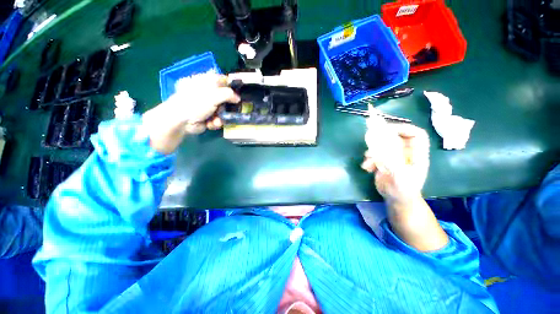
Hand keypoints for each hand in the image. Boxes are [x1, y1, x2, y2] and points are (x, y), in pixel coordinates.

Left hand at [142, 73, 239, 153]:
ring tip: (217, 120)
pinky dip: (216, 122)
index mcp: (207, 82)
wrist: (180, 120)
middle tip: (230, 110)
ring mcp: (208, 106)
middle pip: (226, 98)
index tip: (239, 93)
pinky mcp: (208, 117)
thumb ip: (228, 94)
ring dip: (222, 117)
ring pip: (223, 110)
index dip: (232, 86)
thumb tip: (238, 98)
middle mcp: (208, 93)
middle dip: (228, 106)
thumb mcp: (213, 95)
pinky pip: (218, 119)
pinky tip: (211, 123)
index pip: (223, 80)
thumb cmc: (195, 103)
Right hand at [361, 116, 429, 208]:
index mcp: (417, 154)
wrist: (396, 200)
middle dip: (383, 138)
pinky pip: (375, 154)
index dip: (404, 129)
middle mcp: (406, 153)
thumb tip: (381, 145)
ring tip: (368, 159)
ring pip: (383, 145)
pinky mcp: (384, 161)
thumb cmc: (403, 189)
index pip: (416, 134)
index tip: (388, 130)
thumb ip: (393, 160)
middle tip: (371, 139)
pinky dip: (369, 159)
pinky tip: (366, 167)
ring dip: (373, 151)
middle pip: (397, 137)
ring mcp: (394, 157)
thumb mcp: (400, 175)